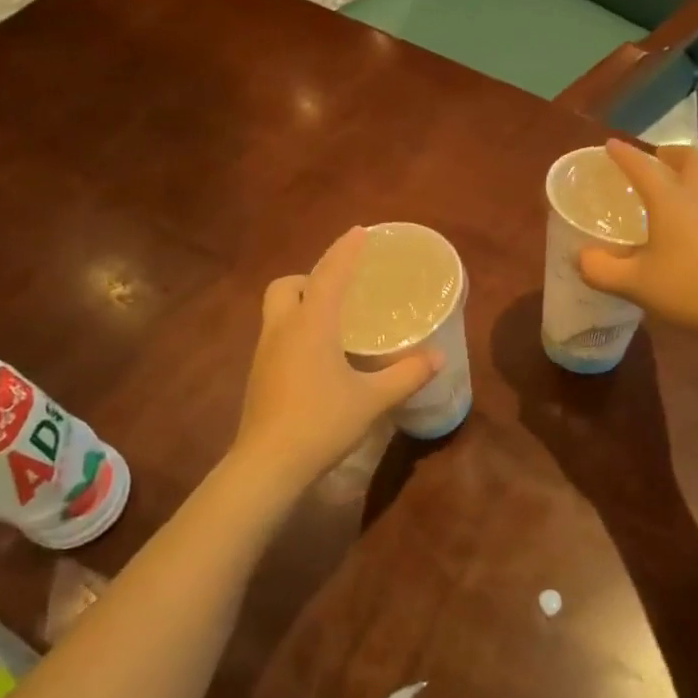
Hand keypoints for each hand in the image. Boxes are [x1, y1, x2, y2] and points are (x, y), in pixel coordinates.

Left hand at [228, 227, 441, 492]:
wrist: (267, 465)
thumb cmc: (321, 422)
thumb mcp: (372, 399)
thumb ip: (407, 375)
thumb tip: (438, 357)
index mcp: (311, 324)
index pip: (329, 274)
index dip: (345, 251)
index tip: (359, 232)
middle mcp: (283, 329)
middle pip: (287, 286)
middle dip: (310, 278)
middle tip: (340, 291)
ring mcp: (265, 353)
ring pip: (278, 311)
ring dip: (301, 304)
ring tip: (334, 321)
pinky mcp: (259, 376)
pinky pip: (278, 336)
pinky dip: (296, 331)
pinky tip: (319, 357)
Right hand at [578, 140, 697, 345]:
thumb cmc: (687, 289)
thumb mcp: (633, 284)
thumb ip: (600, 269)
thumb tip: (581, 257)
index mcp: (670, 200)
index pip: (643, 167)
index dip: (624, 154)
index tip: (611, 145)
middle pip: (692, 158)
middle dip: (671, 153)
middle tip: (657, 161)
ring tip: (687, 183)